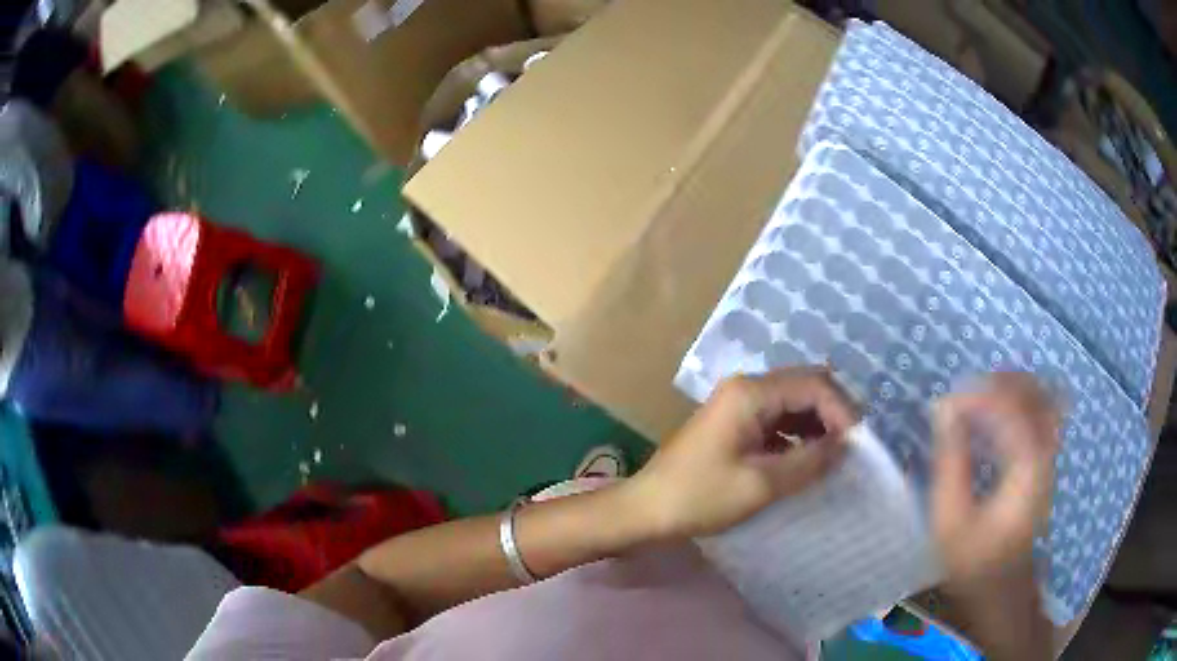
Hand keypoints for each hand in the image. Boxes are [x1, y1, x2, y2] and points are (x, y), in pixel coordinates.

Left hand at [626, 367, 859, 539]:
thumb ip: (809, 461)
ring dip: (817, 424)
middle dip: (833, 413)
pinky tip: (808, 457)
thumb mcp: (761, 484)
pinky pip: (778, 418)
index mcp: (752, 393)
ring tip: (835, 455)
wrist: (646, 510)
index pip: (814, 385)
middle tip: (852, 447)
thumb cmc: (700, 496)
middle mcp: (747, 387)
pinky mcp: (735, 422)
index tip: (858, 445)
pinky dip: (798, 434)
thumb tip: (845, 446)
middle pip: (806, 386)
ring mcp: (739, 403)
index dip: (842, 411)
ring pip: (793, 402)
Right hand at [931, 372, 1060, 594]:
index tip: (946, 404)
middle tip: (967, 393)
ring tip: (981, 398)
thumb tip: (943, 411)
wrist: (1002, 589)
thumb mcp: (951, 519)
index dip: (977, 397)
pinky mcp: (1046, 462)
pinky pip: (1042, 413)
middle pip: (1036, 391)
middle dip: (1000, 381)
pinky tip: (997, 417)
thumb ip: (950, 461)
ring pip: (1043, 397)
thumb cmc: (974, 560)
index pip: (1009, 407)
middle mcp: (1045, 452)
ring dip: (1013, 388)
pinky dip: (1021, 403)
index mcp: (1026, 466)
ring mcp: (1050, 456)